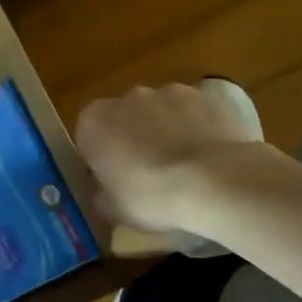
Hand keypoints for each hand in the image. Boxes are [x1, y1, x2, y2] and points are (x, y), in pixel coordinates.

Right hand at [75, 83, 276, 234]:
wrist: (214, 182)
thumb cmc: (150, 196)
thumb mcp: (112, 210)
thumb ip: (101, 194)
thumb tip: (104, 193)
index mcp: (94, 121)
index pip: (87, 138)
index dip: (99, 161)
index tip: (112, 183)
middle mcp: (128, 97)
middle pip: (125, 119)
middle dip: (133, 141)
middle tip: (147, 177)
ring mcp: (171, 92)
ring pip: (162, 113)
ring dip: (166, 132)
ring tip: (184, 169)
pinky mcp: (209, 97)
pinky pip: (196, 114)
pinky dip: (198, 130)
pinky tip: (209, 160)